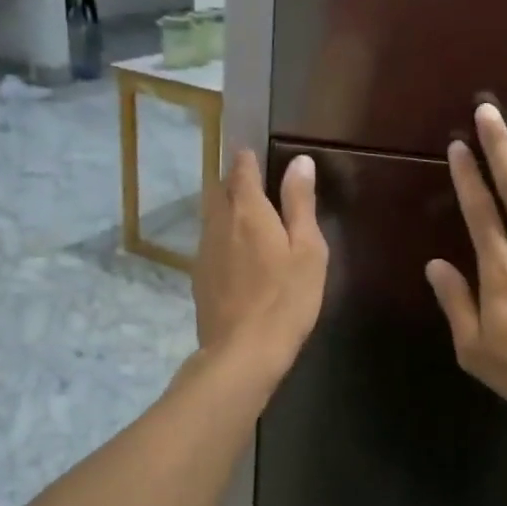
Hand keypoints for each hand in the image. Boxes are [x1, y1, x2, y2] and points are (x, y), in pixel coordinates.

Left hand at [194, 150, 328, 380]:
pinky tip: (237, 256)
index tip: (253, 153)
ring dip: (226, 209)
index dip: (247, 159)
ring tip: (248, 218)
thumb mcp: (307, 249)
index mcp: (247, 211)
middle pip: (220, 190)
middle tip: (255, 185)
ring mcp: (204, 252)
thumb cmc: (286, 298)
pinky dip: (222, 237)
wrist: (243, 352)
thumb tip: (299, 161)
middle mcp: (218, 224)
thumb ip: (300, 203)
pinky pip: (209, 243)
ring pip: (211, 217)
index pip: (241, 170)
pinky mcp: (199, 278)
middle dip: (234, 182)